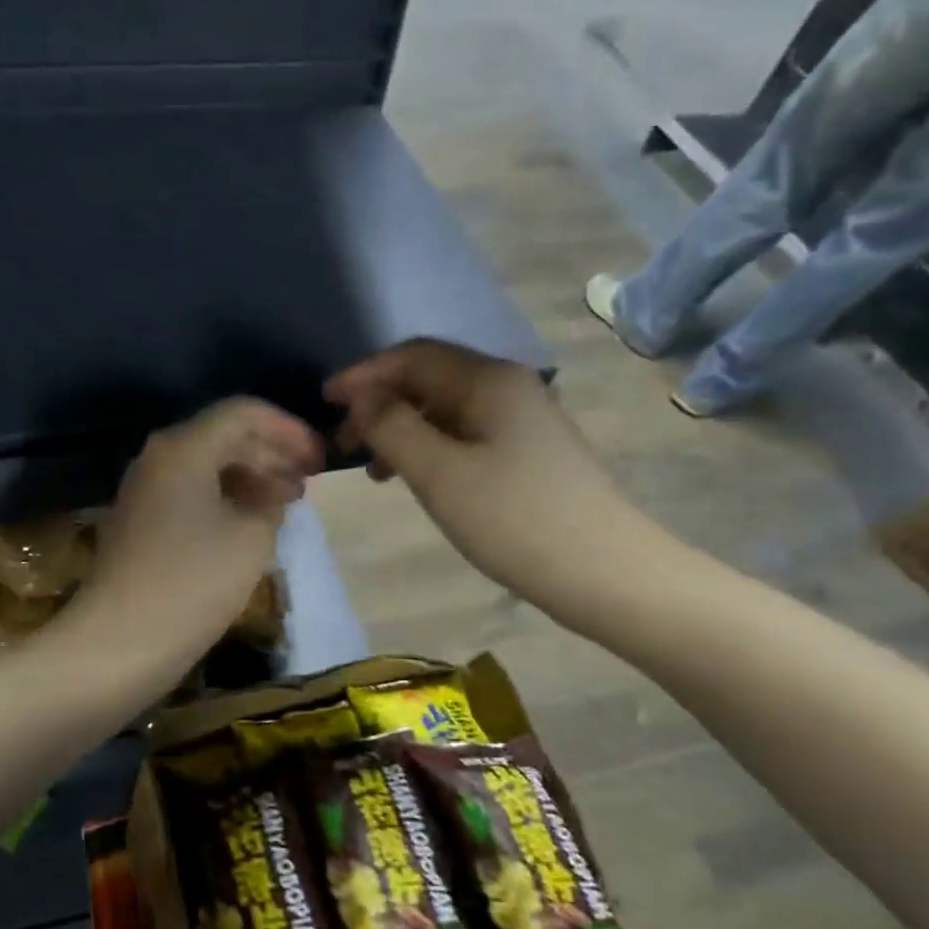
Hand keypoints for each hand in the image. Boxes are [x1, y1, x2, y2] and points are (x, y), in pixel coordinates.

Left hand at [75, 398, 323, 676]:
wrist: (122, 640)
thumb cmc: (194, 582)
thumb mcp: (251, 537)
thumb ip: (271, 502)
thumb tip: (271, 494)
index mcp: (184, 448)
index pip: (243, 413)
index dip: (288, 429)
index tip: (319, 458)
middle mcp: (159, 458)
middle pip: (223, 437)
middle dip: (271, 454)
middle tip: (308, 482)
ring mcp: (145, 491)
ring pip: (207, 467)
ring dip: (250, 478)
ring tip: (287, 503)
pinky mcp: (141, 523)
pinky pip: (191, 494)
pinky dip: (226, 500)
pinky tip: (251, 524)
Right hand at [325, 339, 666, 626]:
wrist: (604, 571)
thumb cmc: (513, 519)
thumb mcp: (439, 473)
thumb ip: (392, 426)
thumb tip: (363, 397)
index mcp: (489, 380)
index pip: (412, 356)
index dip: (363, 374)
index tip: (324, 402)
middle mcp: (508, 387)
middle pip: (430, 378)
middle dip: (380, 404)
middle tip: (344, 444)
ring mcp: (523, 419)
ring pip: (446, 409)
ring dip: (402, 428)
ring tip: (375, 470)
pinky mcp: (528, 451)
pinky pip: (465, 434)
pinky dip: (430, 447)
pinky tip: (417, 477)